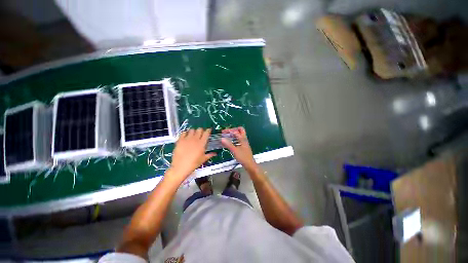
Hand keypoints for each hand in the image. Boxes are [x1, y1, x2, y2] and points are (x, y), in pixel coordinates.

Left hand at [169, 128, 215, 179]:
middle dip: (201, 130)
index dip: (208, 130)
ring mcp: (187, 139)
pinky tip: (186, 137)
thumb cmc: (194, 163)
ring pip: (192, 130)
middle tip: (201, 134)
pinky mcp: (180, 140)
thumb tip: (215, 153)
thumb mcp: (203, 159)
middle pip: (199, 129)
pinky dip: (185, 133)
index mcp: (202, 143)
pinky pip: (183, 133)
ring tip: (193, 135)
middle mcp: (195, 139)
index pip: (206, 133)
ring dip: (194, 131)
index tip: (209, 131)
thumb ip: (210, 155)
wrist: (180, 166)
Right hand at [221, 127, 258, 172]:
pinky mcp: (243, 146)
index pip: (236, 131)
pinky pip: (239, 139)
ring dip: (233, 134)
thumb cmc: (243, 157)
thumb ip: (228, 144)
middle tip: (227, 132)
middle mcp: (244, 139)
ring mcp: (244, 143)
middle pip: (240, 130)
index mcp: (243, 139)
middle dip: (233, 130)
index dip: (229, 130)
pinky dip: (234, 139)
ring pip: (239, 135)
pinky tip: (230, 143)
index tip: (223, 132)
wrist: (250, 164)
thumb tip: (222, 139)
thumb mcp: (234, 151)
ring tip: (227, 136)